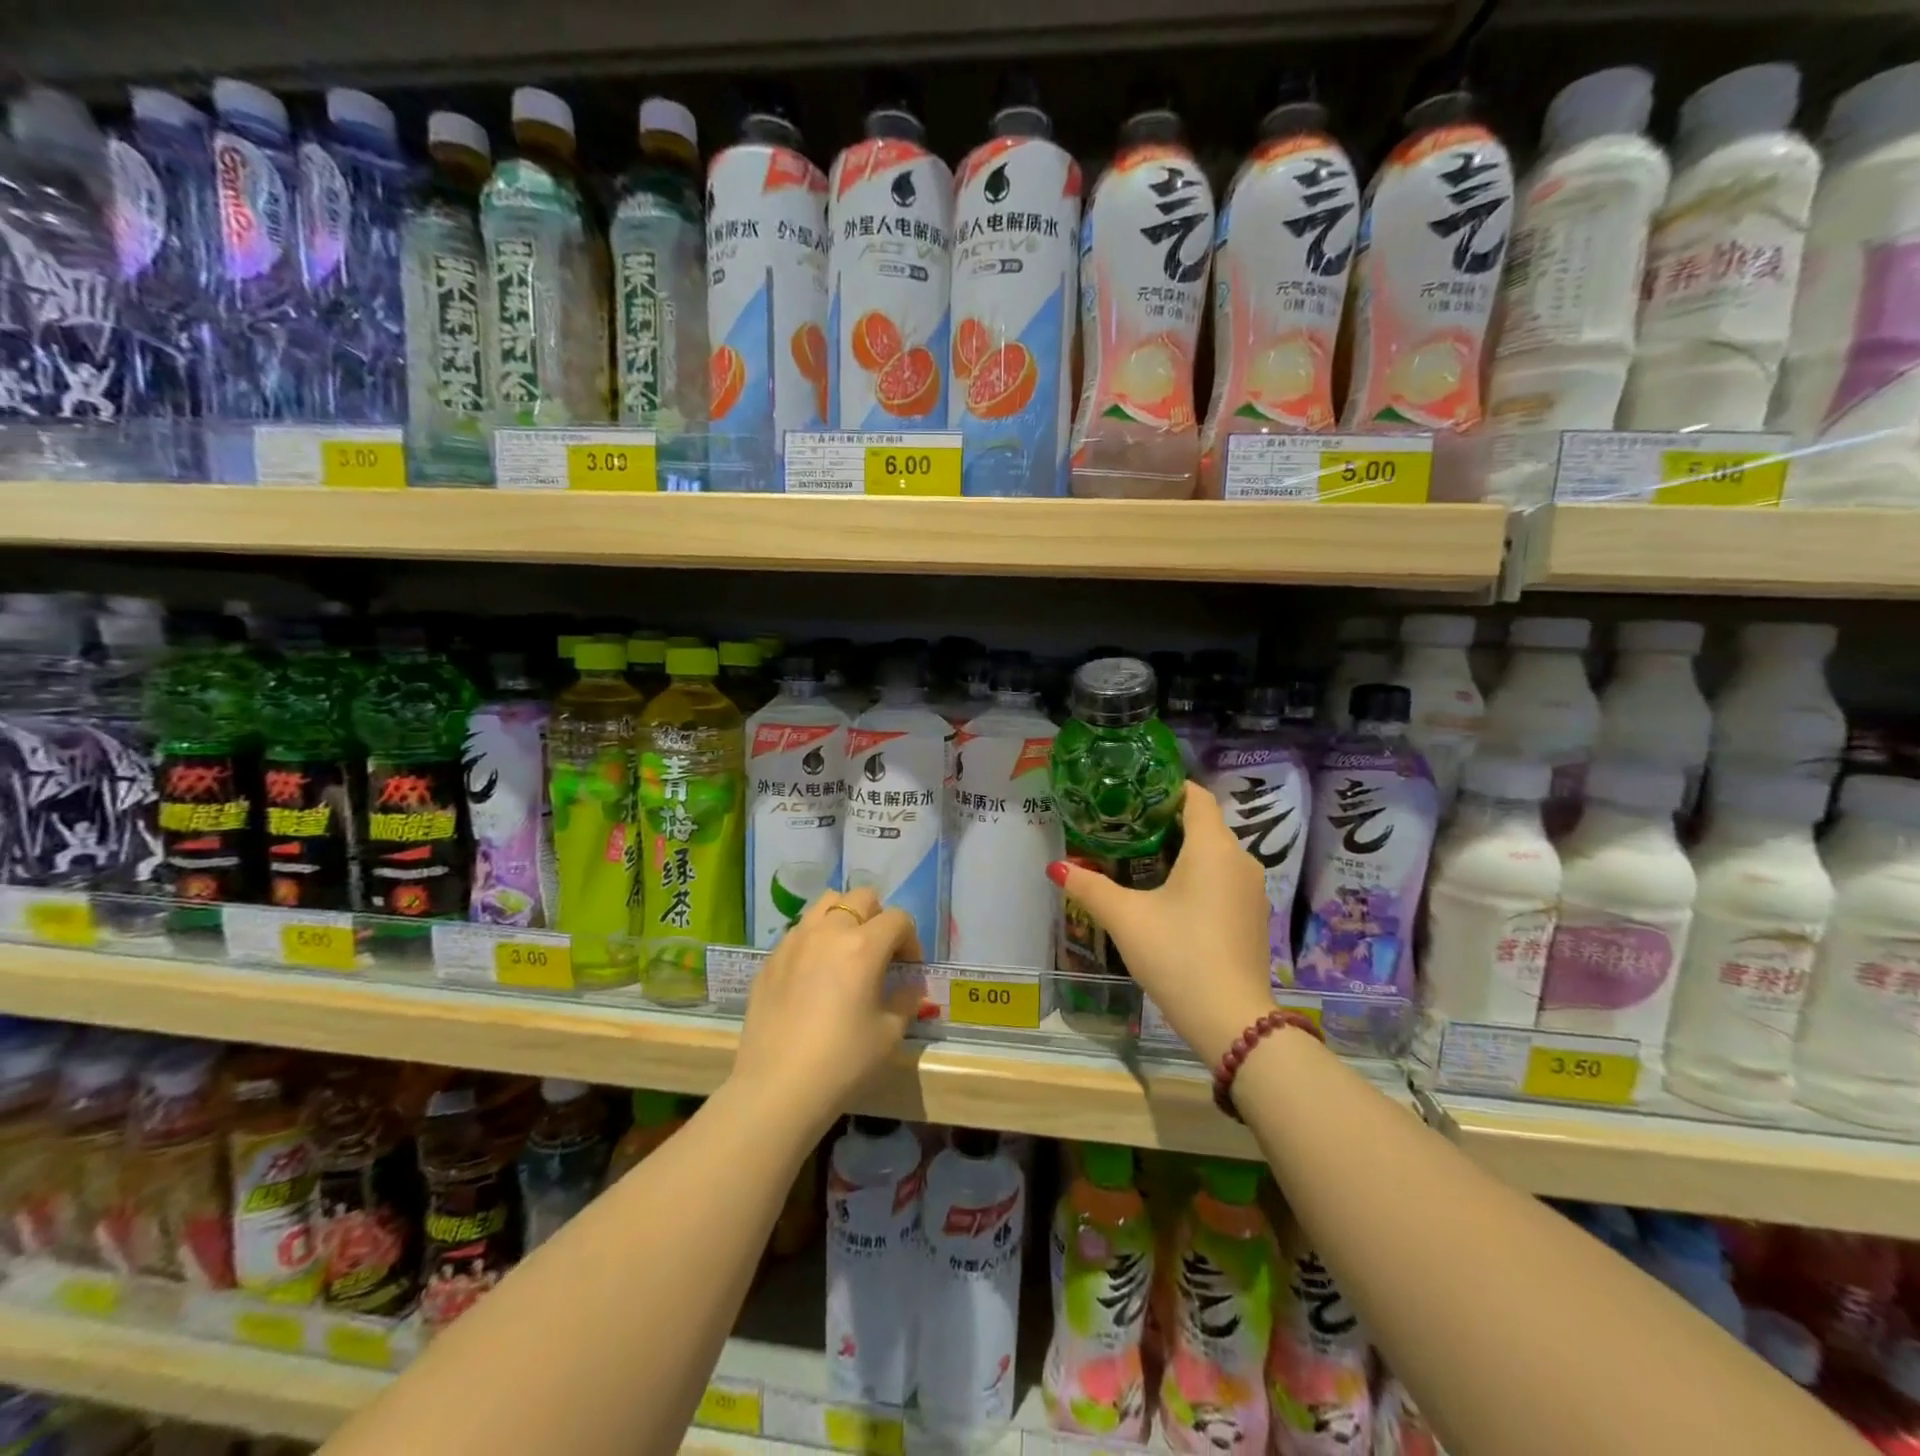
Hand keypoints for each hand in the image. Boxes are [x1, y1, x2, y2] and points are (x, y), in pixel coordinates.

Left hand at [731, 888, 922, 1131]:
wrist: (777, 1089)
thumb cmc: (843, 1062)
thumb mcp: (890, 1034)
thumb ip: (906, 1000)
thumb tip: (909, 987)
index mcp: (864, 945)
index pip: (898, 919)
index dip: (911, 940)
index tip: (909, 969)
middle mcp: (828, 932)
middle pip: (861, 898)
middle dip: (879, 918)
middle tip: (880, 953)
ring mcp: (794, 942)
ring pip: (826, 905)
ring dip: (844, 919)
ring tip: (846, 953)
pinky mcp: (770, 959)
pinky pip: (799, 931)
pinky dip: (815, 939)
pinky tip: (814, 976)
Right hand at [1050, 781, 1274, 1064]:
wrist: (1232, 1020)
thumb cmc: (1178, 955)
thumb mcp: (1126, 918)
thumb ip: (1090, 886)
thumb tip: (1056, 867)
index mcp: (1213, 847)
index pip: (1196, 797)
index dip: (1166, 788)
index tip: (1133, 794)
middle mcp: (1240, 859)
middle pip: (1204, 825)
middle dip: (1166, 823)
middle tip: (1124, 829)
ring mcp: (1252, 890)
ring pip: (1214, 855)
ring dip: (1182, 852)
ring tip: (1138, 861)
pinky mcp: (1254, 917)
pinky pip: (1223, 880)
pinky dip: (1198, 877)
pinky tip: (1169, 897)